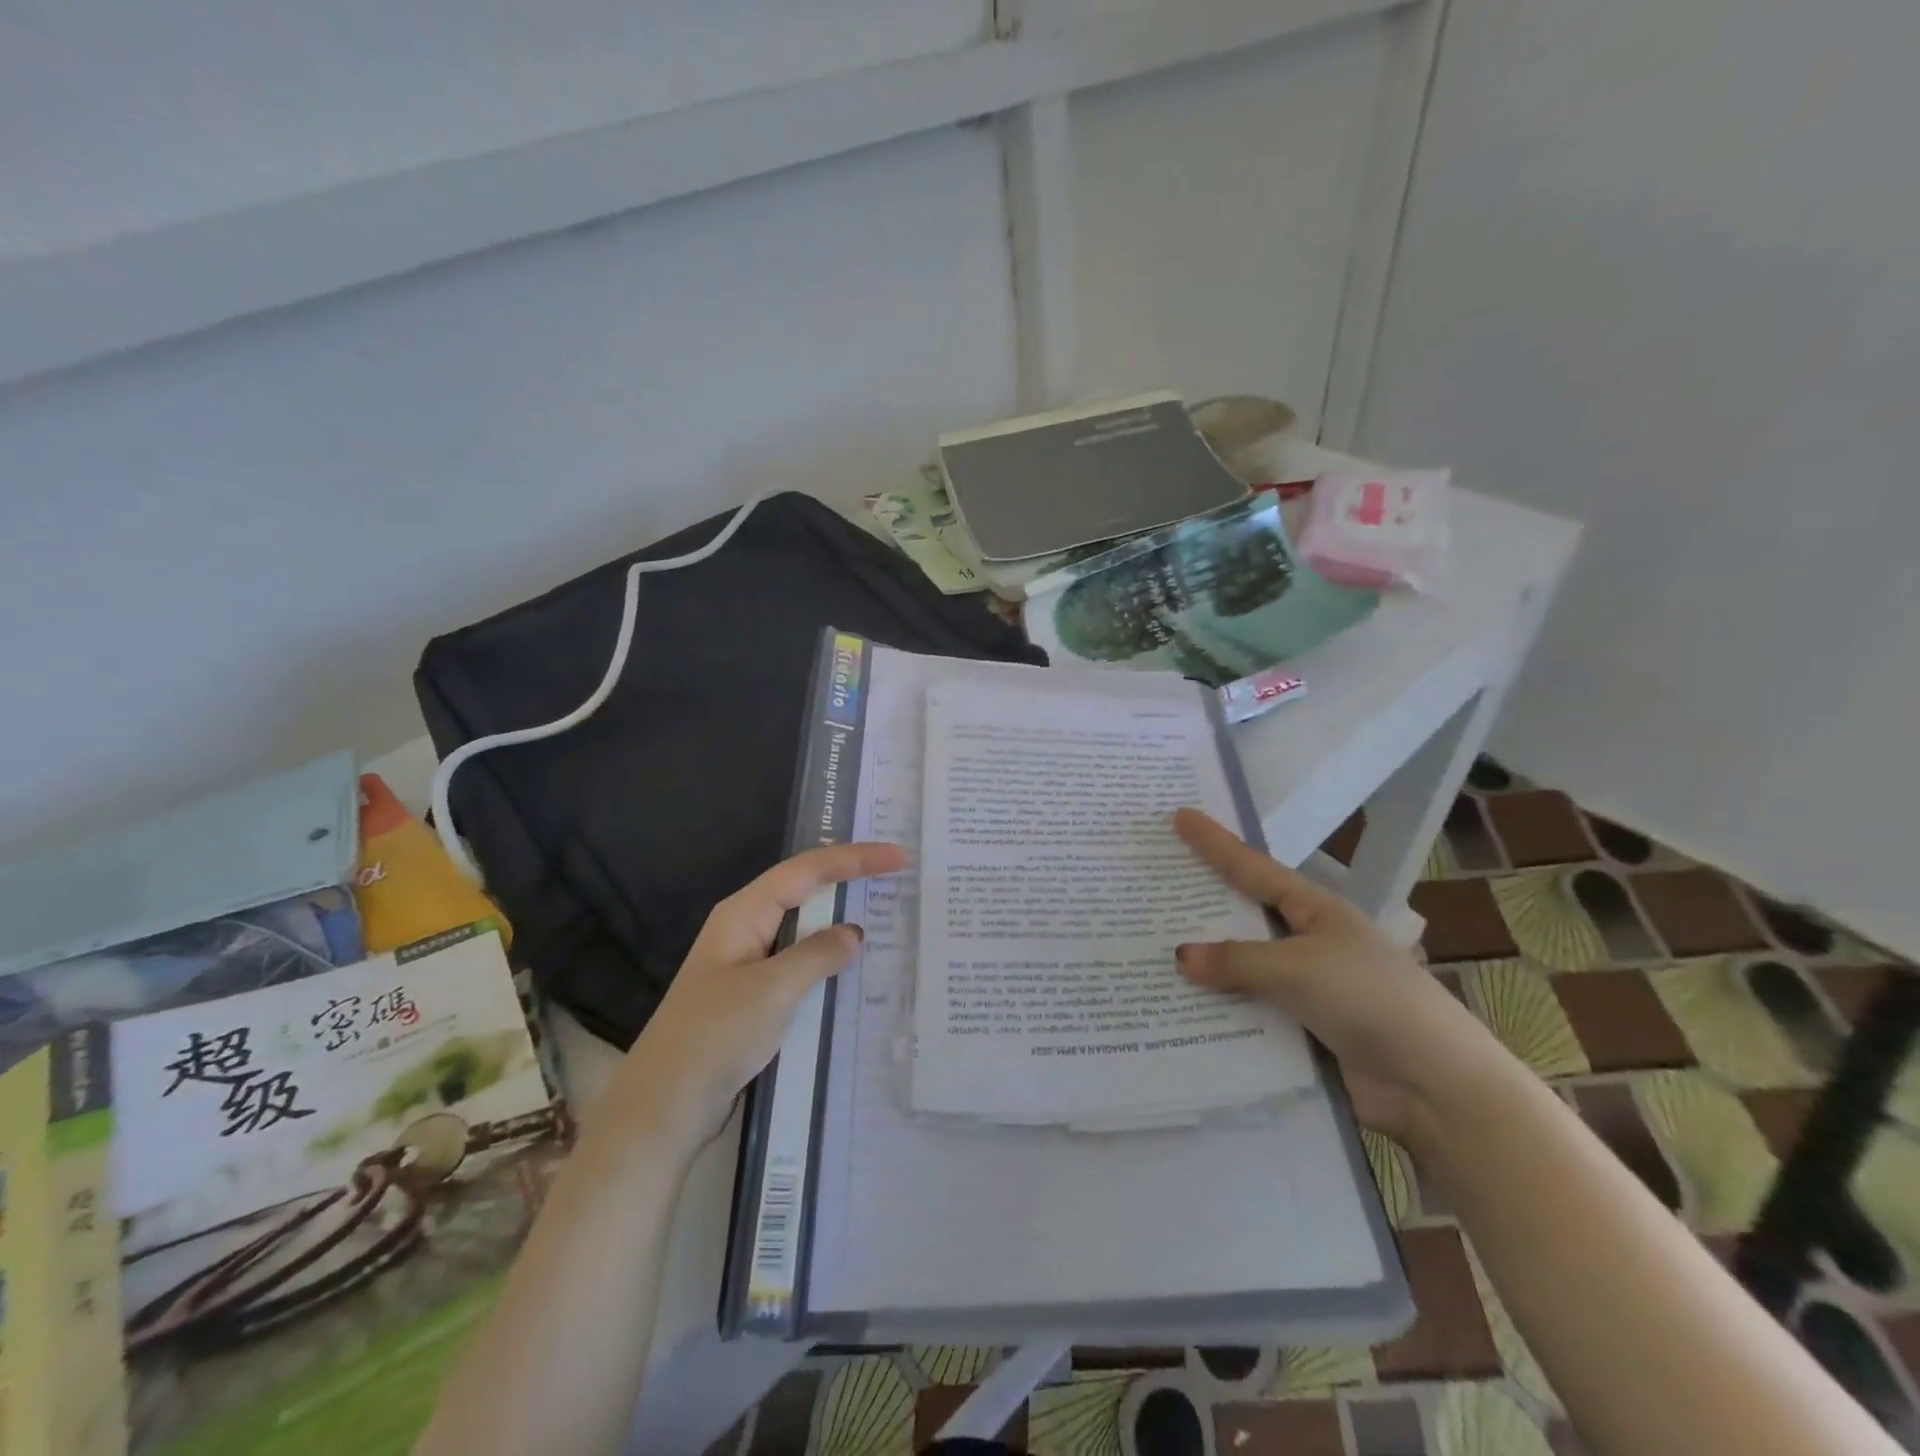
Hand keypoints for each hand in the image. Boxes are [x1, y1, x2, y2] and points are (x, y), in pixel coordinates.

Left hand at [603, 842, 907, 1154]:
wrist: (663, 1109)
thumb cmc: (714, 1037)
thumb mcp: (772, 990)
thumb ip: (818, 954)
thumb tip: (854, 933)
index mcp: (743, 913)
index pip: (807, 870)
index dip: (854, 858)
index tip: (898, 856)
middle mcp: (746, 929)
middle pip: (805, 891)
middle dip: (849, 880)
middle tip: (897, 875)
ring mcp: (749, 964)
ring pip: (804, 930)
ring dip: (841, 922)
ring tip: (887, 914)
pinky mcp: (754, 997)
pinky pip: (800, 965)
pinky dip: (829, 961)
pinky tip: (856, 970)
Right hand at [1172, 809, 1498, 1149]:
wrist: (1435, 1087)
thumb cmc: (1371, 1000)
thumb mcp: (1300, 968)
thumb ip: (1238, 961)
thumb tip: (1181, 957)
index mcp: (1315, 911)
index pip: (1253, 868)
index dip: (1215, 843)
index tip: (1180, 816)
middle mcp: (1306, 943)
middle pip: (1242, 919)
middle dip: (1200, 906)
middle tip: (1151, 887)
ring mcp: (1303, 988)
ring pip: (1240, 970)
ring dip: (1204, 968)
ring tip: (1147, 953)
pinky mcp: (1299, 1031)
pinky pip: (1246, 1013)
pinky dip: (1217, 1012)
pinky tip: (1177, 1011)